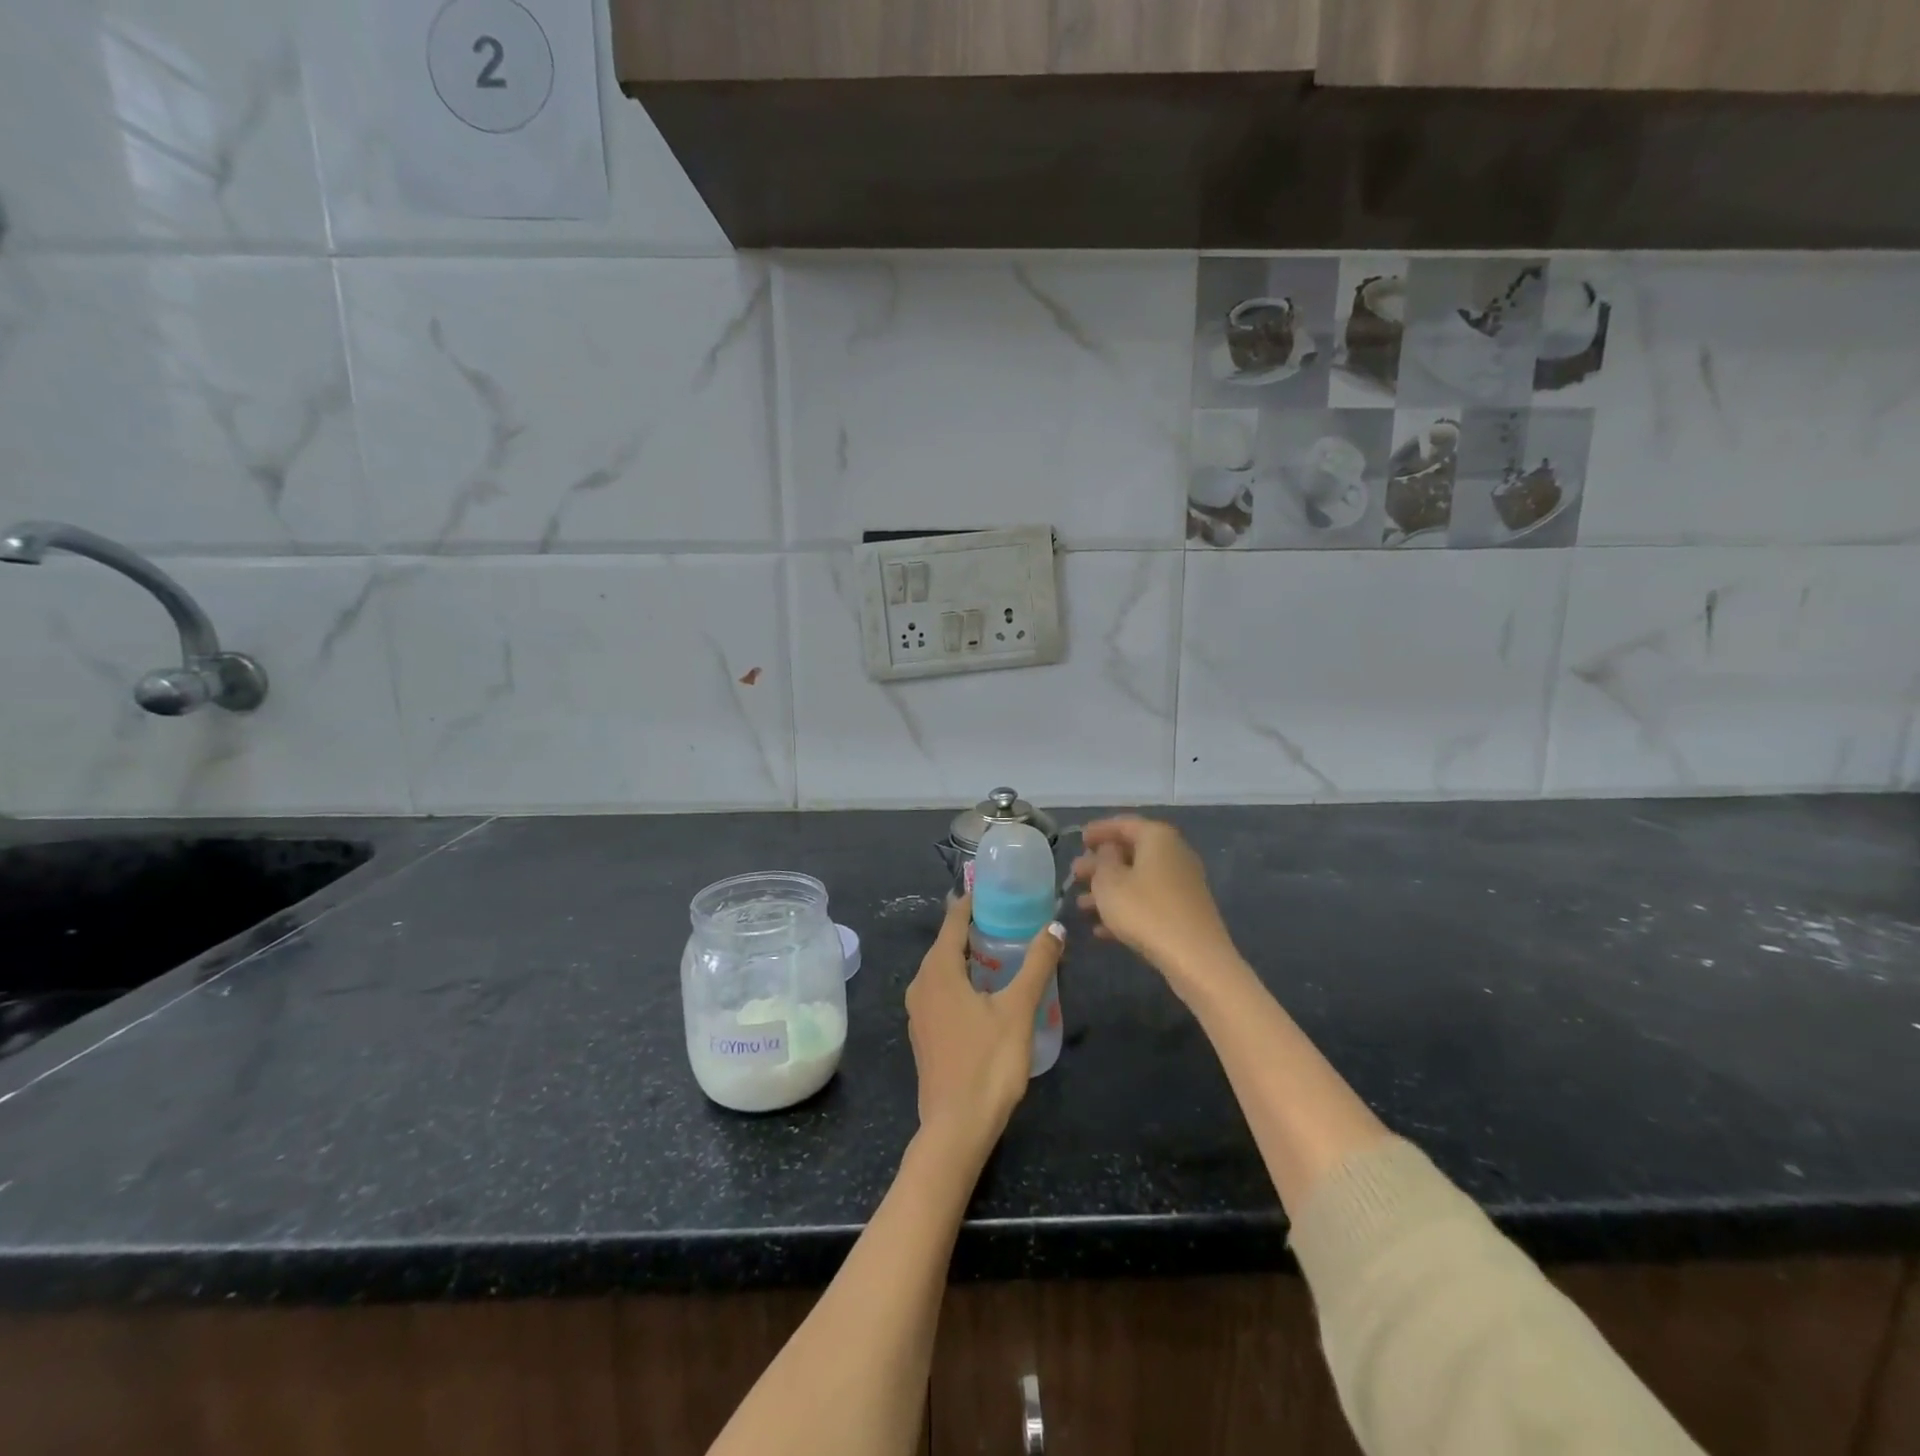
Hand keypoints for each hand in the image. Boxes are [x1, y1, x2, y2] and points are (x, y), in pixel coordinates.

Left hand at [905, 894, 1063, 1142]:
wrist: (956, 1128)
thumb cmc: (987, 1062)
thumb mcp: (1018, 1009)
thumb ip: (1037, 965)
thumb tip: (1055, 927)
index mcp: (938, 970)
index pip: (954, 920)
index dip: (974, 901)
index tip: (997, 888)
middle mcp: (921, 984)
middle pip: (947, 943)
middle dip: (976, 928)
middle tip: (1011, 918)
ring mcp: (919, 1011)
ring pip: (944, 969)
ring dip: (970, 956)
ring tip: (1004, 951)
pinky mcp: (924, 1033)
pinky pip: (942, 991)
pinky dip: (963, 980)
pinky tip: (987, 992)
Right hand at [1071, 816, 1237, 995]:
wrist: (1195, 957)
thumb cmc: (1145, 910)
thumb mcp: (1109, 882)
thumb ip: (1102, 860)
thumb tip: (1109, 850)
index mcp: (1157, 837)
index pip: (1123, 824)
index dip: (1099, 830)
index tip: (1079, 839)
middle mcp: (1174, 853)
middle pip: (1131, 852)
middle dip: (1100, 864)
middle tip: (1075, 874)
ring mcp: (1182, 883)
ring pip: (1137, 879)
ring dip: (1109, 890)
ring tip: (1080, 905)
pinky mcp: (1184, 911)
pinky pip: (1149, 901)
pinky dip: (1126, 908)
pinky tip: (1101, 929)